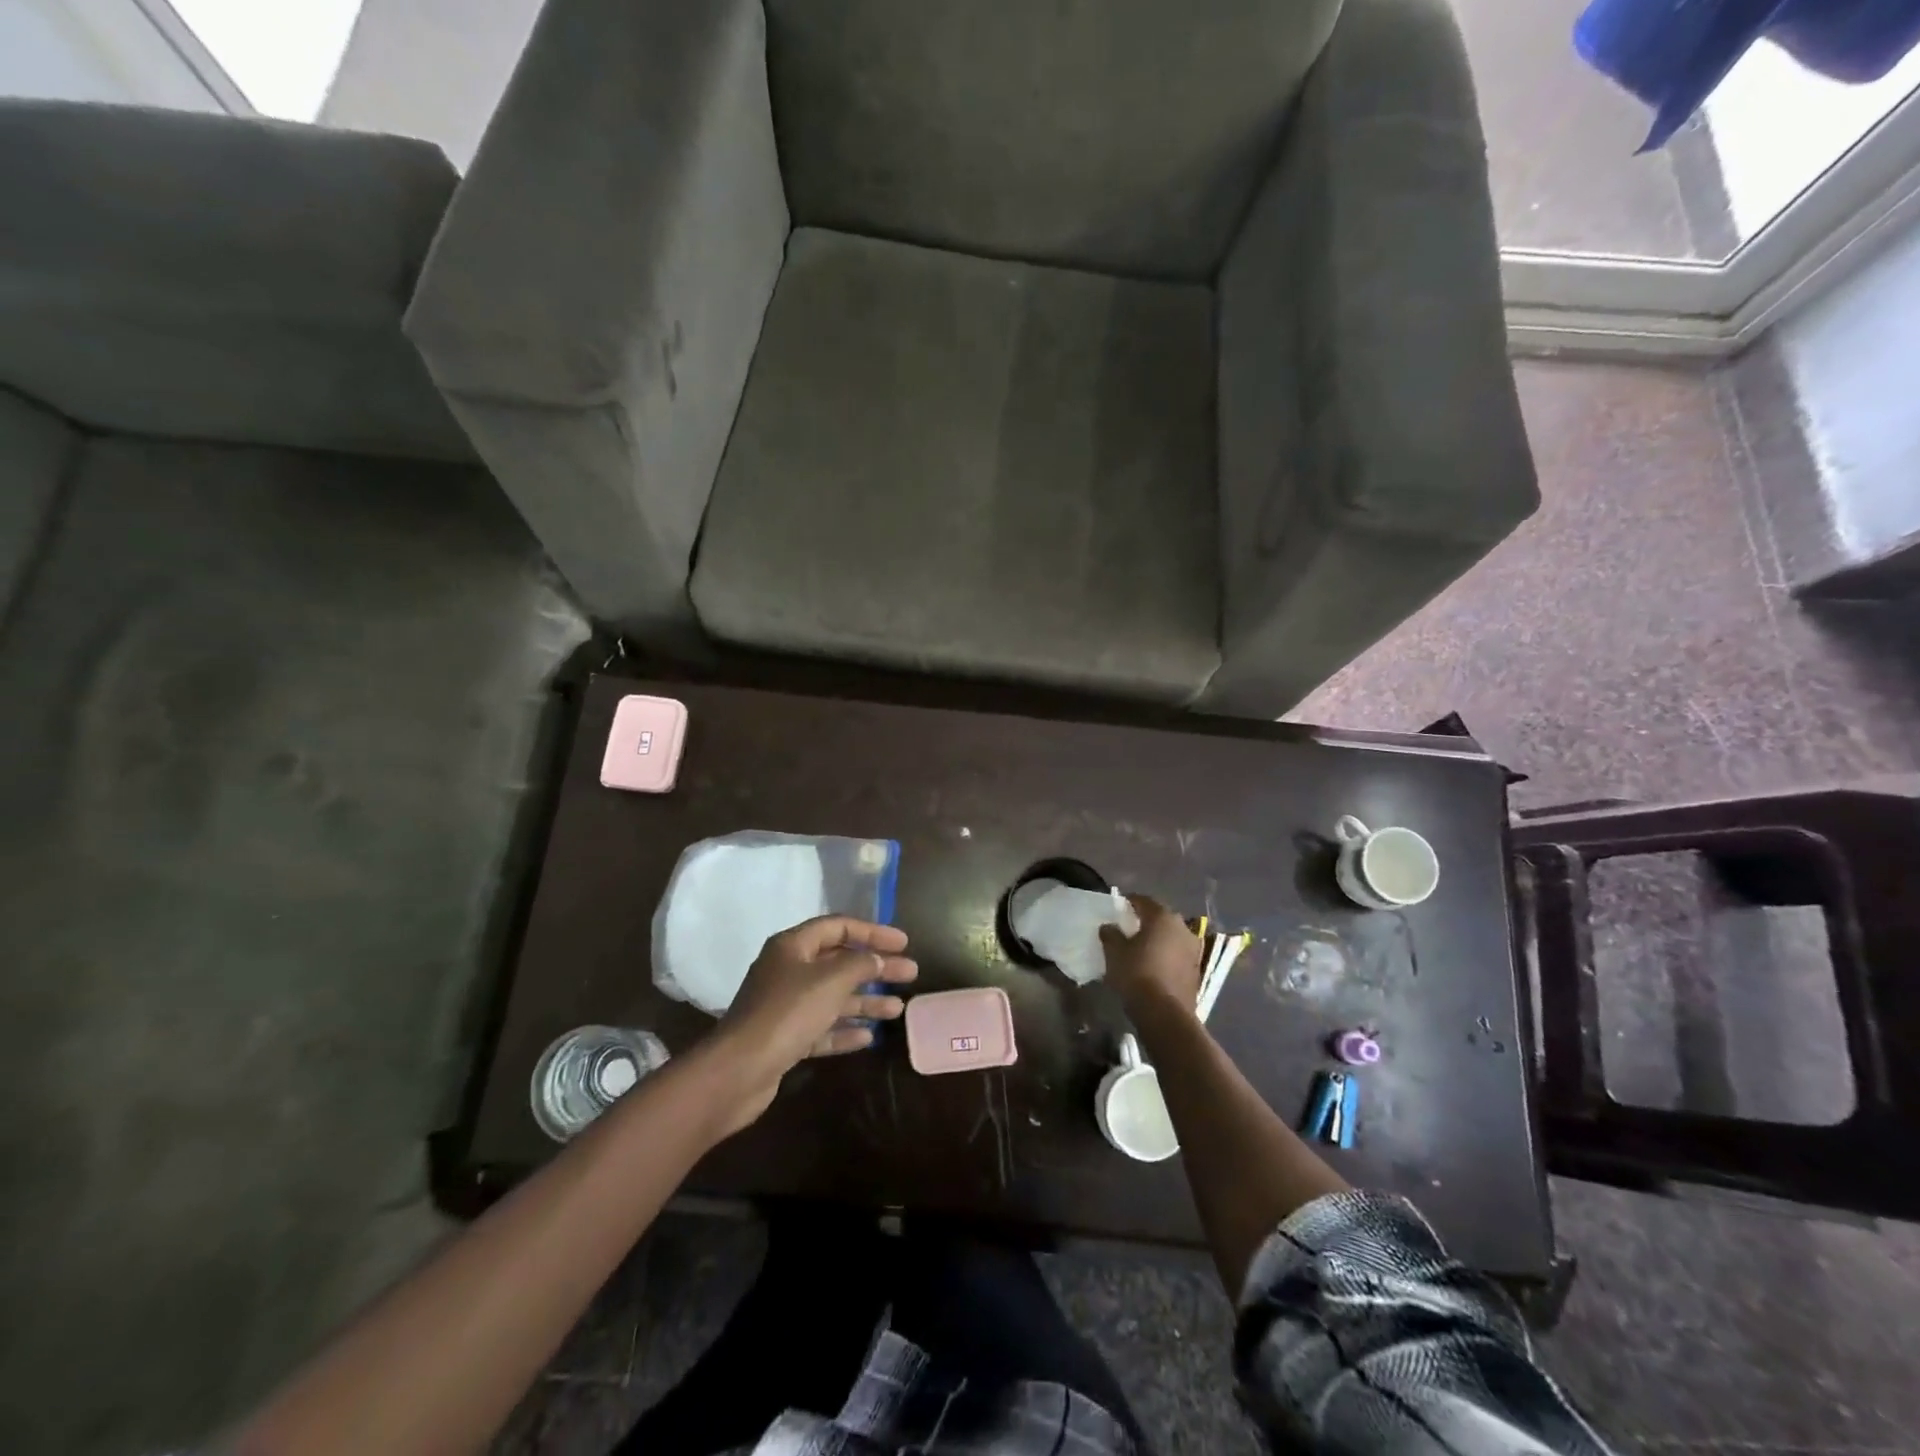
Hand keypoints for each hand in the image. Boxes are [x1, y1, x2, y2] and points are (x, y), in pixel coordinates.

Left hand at [707, 916, 916, 1132]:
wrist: (738, 1071)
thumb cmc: (786, 1013)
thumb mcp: (830, 980)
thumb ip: (860, 964)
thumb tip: (878, 959)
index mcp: (793, 946)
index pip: (838, 927)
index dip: (873, 931)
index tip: (903, 942)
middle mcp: (788, 971)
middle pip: (839, 962)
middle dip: (875, 968)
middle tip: (910, 974)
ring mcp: (785, 1006)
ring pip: (833, 997)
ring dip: (865, 1001)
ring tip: (897, 1010)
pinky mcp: (785, 1039)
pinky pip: (822, 1028)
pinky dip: (845, 1030)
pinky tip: (869, 1037)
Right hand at [1099, 895, 1201, 1018]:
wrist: (1165, 1014)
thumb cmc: (1137, 974)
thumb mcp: (1114, 952)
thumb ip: (1111, 934)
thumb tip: (1109, 926)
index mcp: (1162, 917)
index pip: (1143, 901)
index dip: (1129, 902)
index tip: (1118, 907)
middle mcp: (1182, 928)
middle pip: (1160, 918)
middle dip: (1145, 921)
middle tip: (1128, 927)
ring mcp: (1193, 950)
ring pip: (1171, 937)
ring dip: (1158, 939)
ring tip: (1141, 948)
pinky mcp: (1196, 970)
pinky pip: (1177, 955)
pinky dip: (1166, 956)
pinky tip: (1153, 965)